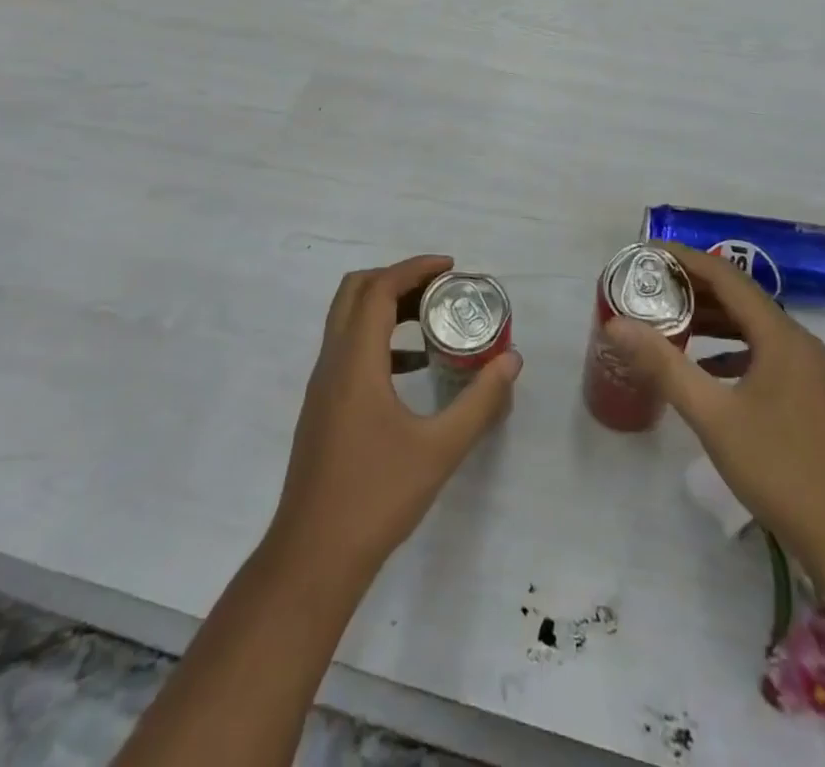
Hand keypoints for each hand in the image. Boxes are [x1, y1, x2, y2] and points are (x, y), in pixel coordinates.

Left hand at [271, 256, 521, 580]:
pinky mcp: (322, 407)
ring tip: (431, 320)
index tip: (451, 267)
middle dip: (397, 279)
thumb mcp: (440, 449)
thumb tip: (511, 360)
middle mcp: (332, 362)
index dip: (414, 268)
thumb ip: (479, 401)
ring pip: (348, 320)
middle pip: (355, 292)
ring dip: (386, 307)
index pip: (379, 289)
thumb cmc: (377, 498)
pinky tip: (413, 368)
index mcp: (355, 362)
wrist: (313, 557)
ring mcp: (322, 385)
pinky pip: (348, 350)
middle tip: (439, 288)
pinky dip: (378, 340)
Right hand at [604, 243, 824, 577]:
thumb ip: (664, 366)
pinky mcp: (810, 397)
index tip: (647, 255)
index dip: (685, 260)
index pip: (725, 276)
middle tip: (648, 289)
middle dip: (693, 289)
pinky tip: (705, 371)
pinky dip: (730, 351)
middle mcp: (798, 342)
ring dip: (711, 320)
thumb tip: (617, 324)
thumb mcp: (714, 416)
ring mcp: (808, 370)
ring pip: (752, 328)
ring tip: (668, 323)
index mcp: (779, 335)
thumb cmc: (783, 470)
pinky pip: (763, 354)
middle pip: (740, 298)